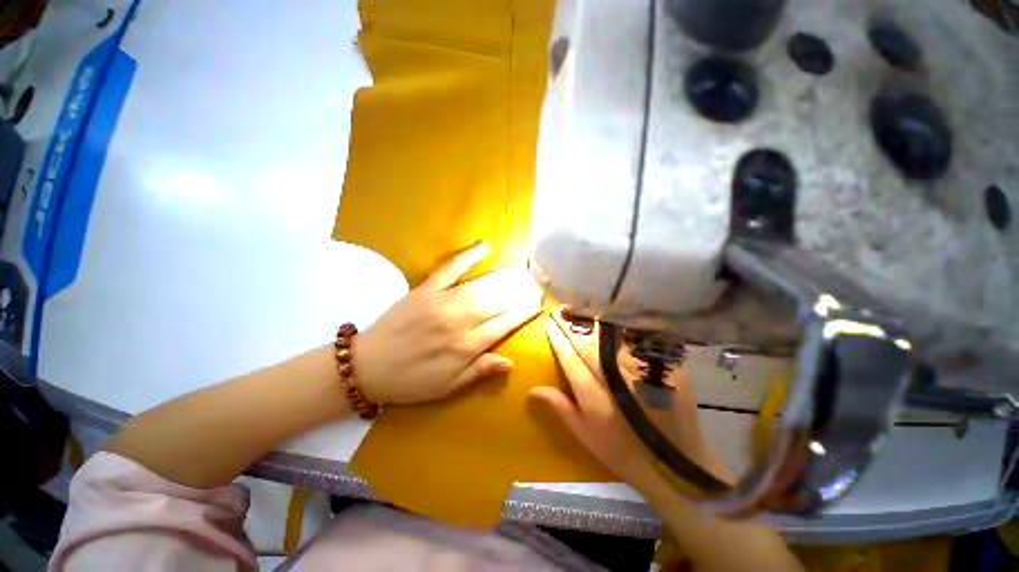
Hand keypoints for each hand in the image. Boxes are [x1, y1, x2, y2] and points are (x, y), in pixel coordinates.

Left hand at [353, 243, 541, 404]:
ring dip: (504, 277)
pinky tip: (485, 247)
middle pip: (497, 302)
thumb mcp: (449, 387)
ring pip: (481, 286)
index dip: (523, 313)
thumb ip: (481, 371)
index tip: (538, 303)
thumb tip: (512, 362)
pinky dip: (469, 256)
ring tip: (520, 272)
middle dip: (519, 292)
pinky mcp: (426, 289)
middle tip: (535, 284)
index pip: (504, 325)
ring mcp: (442, 302)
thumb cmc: (411, 381)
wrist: (368, 367)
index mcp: (466, 347)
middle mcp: (459, 321)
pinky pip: (451, 268)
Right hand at [530, 312, 727, 493]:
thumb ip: (560, 406)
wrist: (675, 465)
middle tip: (562, 310)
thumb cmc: (622, 452)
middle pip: (588, 344)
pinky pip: (640, 342)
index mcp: (594, 397)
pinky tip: (616, 319)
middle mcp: (616, 380)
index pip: (569, 358)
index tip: (549, 322)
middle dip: (572, 326)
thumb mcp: (585, 433)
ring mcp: (643, 372)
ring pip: (613, 339)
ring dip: (596, 323)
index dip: (558, 338)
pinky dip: (626, 329)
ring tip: (584, 310)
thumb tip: (533, 389)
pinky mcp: (666, 369)